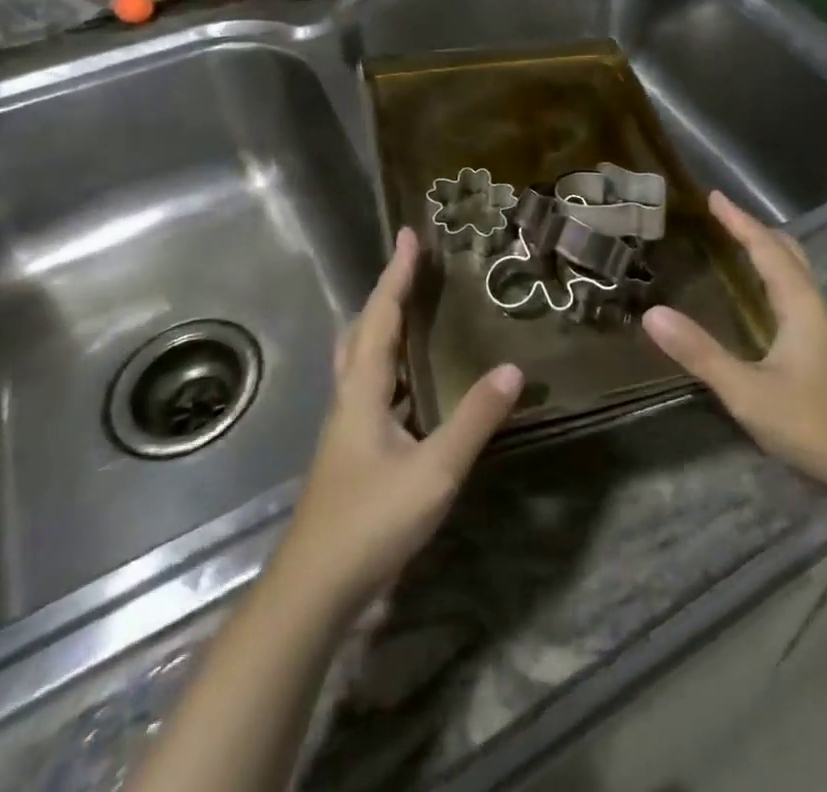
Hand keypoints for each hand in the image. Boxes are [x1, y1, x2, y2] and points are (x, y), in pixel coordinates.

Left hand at [273, 228, 521, 620]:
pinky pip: (370, 384)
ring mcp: (346, 425)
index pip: (382, 317)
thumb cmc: (370, 521)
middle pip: (363, 329)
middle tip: (412, 265)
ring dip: (383, 323)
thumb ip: (474, 420)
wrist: (312, 590)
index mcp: (363, 390)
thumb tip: (514, 368)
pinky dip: (389, 361)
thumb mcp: (433, 471)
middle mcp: (349, 397)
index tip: (410, 235)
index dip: (397, 275)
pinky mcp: (351, 449)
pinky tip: (410, 380)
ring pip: (361, 357)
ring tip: (411, 307)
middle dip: (387, 292)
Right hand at [643, 192, 826, 509]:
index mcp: (801, 305)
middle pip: (789, 253)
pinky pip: (801, 294)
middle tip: (725, 217)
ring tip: (741, 247)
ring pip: (799, 274)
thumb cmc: (816, 425)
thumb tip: (652, 314)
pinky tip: (767, 301)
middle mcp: (819, 307)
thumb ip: (701, 354)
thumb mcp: (748, 393)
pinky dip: (778, 277)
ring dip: (770, 253)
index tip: (715, 196)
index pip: (766, 248)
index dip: (739, 220)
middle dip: (757, 230)